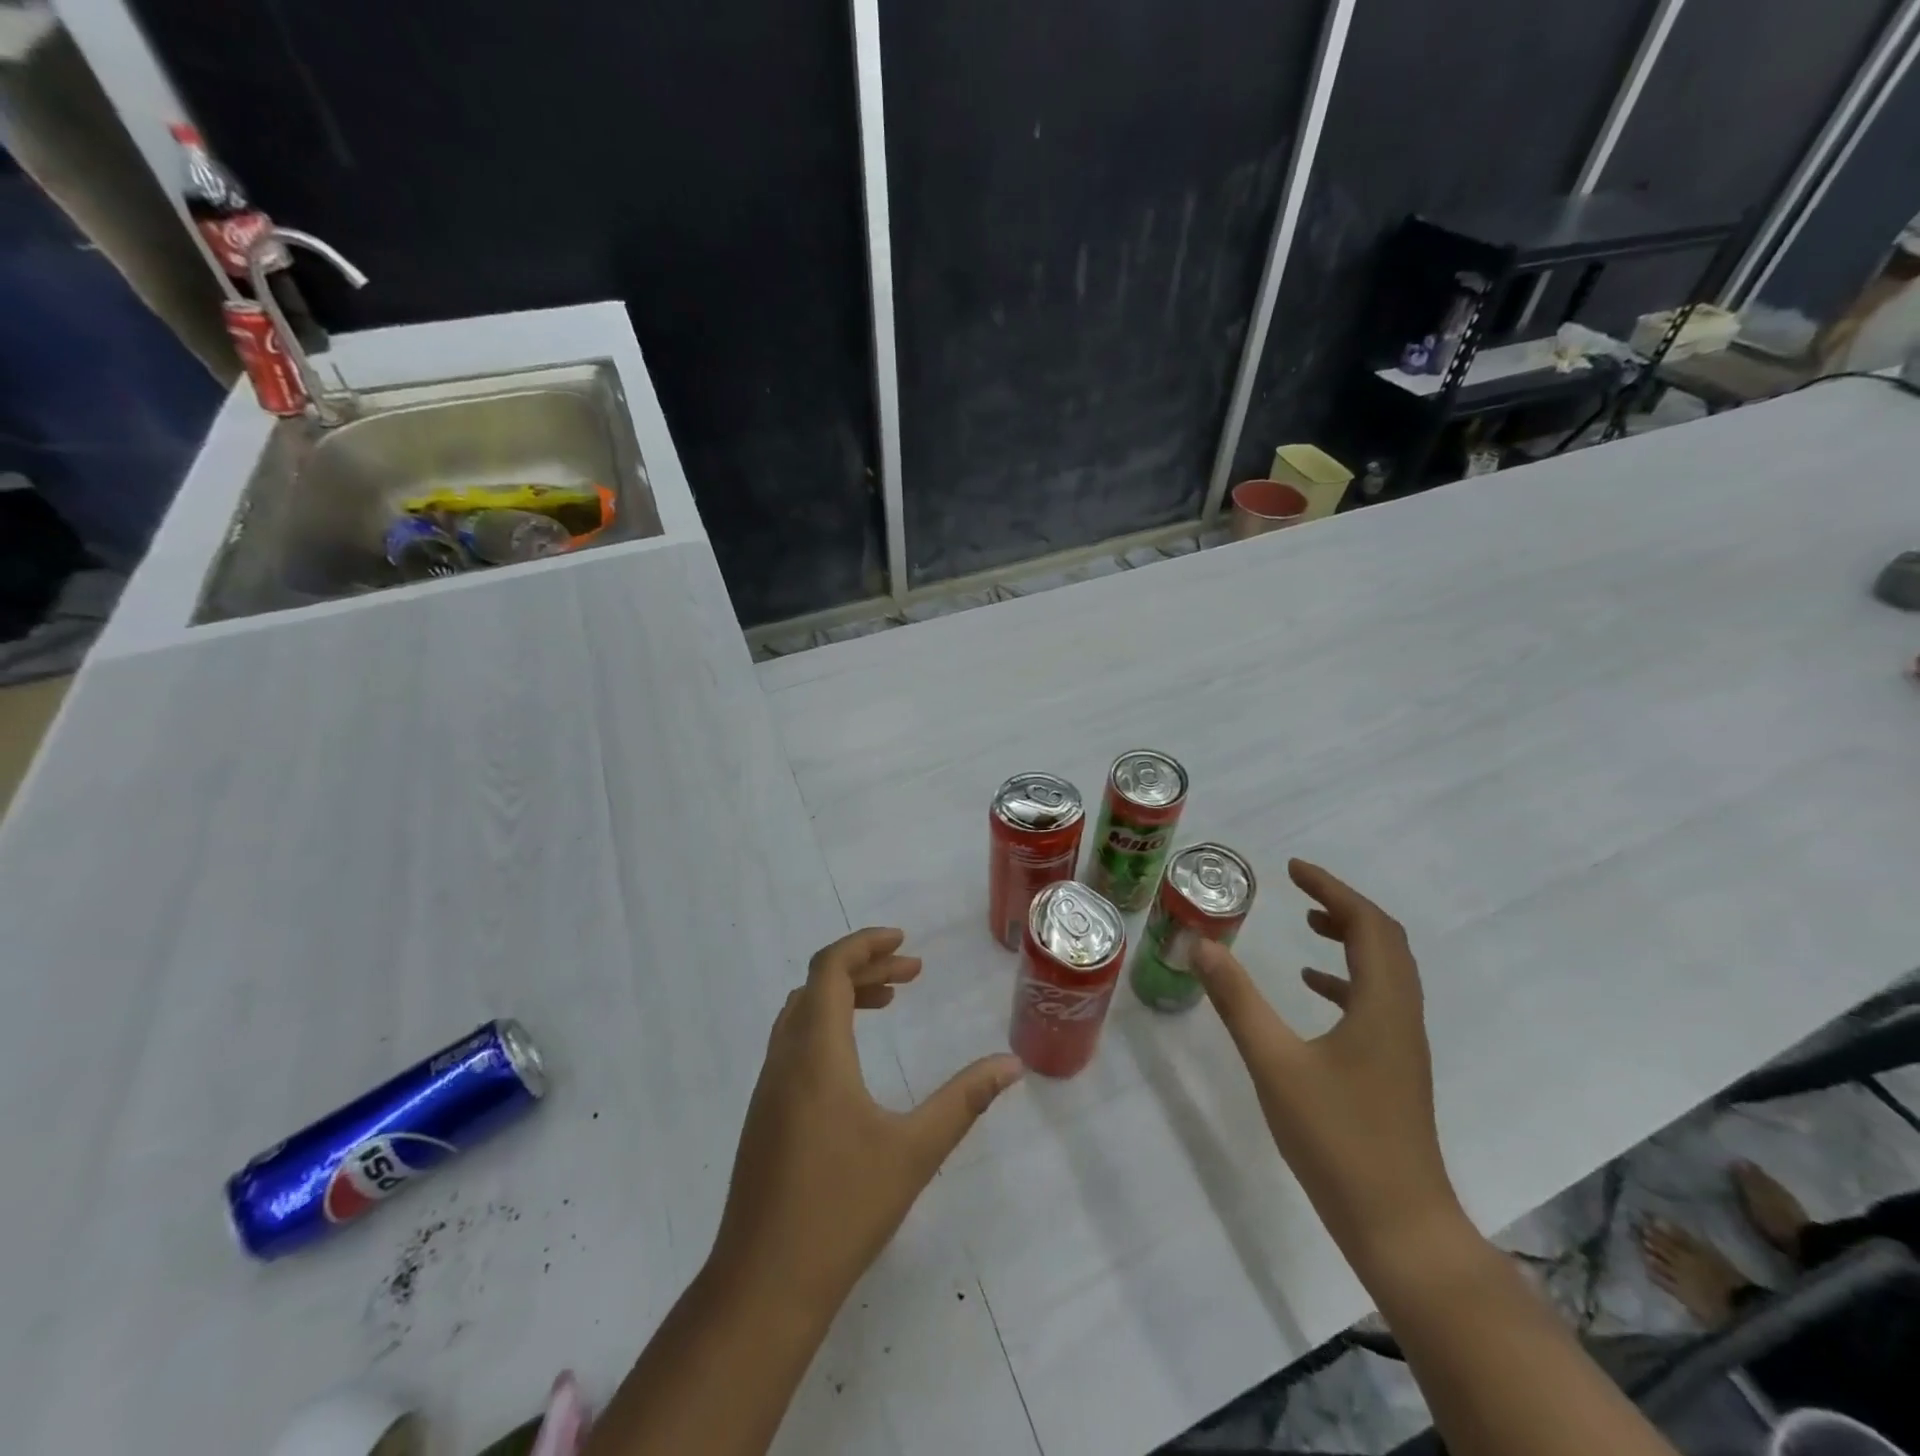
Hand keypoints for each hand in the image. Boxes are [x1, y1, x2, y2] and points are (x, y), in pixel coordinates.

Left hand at [708, 927, 1023, 1325]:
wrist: (763, 1286)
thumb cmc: (842, 1209)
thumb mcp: (915, 1151)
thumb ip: (964, 1101)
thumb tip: (1013, 1065)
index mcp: (816, 1053)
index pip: (830, 969)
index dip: (866, 945)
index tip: (905, 941)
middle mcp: (785, 1059)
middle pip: (817, 984)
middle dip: (865, 967)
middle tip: (911, 974)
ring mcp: (768, 1088)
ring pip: (802, 1013)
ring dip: (843, 996)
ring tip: (888, 1003)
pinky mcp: (764, 1115)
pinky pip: (794, 1042)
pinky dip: (826, 1026)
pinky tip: (854, 1061)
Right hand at [1191, 859, 1463, 1270]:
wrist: (1400, 1228)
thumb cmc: (1338, 1139)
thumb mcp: (1275, 1063)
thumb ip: (1238, 1001)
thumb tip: (1202, 945)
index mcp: (1382, 1006)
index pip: (1369, 926)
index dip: (1333, 890)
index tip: (1294, 869)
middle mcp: (1401, 1017)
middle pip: (1385, 942)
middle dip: (1343, 907)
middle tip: (1300, 889)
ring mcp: (1401, 1046)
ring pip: (1384, 972)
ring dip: (1350, 940)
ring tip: (1308, 926)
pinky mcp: (1393, 1070)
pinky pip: (1375, 1003)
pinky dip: (1346, 980)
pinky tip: (1313, 991)